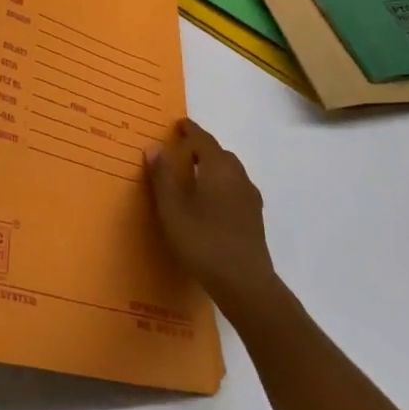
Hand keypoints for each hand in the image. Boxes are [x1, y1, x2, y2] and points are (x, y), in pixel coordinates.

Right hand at [147, 118, 282, 319]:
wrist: (245, 285)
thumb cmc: (203, 242)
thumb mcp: (172, 209)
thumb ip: (162, 176)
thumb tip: (154, 148)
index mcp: (218, 168)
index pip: (203, 139)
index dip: (190, 130)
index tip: (178, 124)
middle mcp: (238, 177)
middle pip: (219, 153)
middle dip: (201, 148)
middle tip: (180, 150)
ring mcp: (250, 198)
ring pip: (230, 171)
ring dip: (212, 166)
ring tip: (193, 174)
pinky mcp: (254, 217)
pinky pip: (235, 187)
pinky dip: (221, 183)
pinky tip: (210, 201)